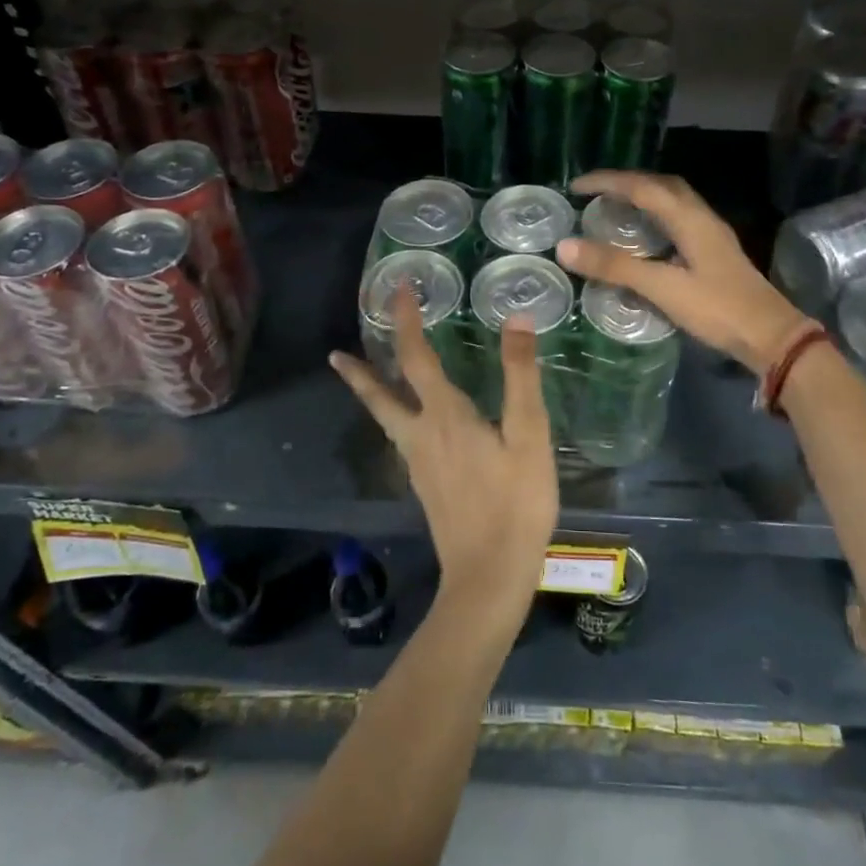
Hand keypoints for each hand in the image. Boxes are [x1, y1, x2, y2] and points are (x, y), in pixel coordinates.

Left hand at [329, 286, 557, 617]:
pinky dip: (393, 418)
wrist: (488, 576)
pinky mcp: (425, 487)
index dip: (406, 321)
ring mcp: (418, 464)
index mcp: (444, 416)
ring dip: (371, 394)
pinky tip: (409, 426)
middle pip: (381, 396)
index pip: (417, 357)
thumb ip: (521, 376)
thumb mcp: (529, 435)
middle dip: (361, 369)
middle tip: (336, 352)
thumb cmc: (515, 503)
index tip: (397, 290)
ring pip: (386, 419)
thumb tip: (514, 320)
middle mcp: (420, 435)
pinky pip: (401, 439)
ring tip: (359, 378)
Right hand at [557, 170, 812, 375]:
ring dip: (644, 197)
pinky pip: (679, 220)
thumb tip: (565, 246)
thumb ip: (615, 266)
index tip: (576, 186)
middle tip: (595, 193)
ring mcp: (712, 235)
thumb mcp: (662, 288)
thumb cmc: (717, 309)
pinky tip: (646, 238)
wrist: (771, 337)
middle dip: (627, 182)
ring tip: (615, 208)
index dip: (607, 182)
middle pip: (661, 185)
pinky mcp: (715, 253)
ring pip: (673, 201)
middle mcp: (702, 217)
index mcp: (690, 219)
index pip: (642, 187)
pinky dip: (656, 217)